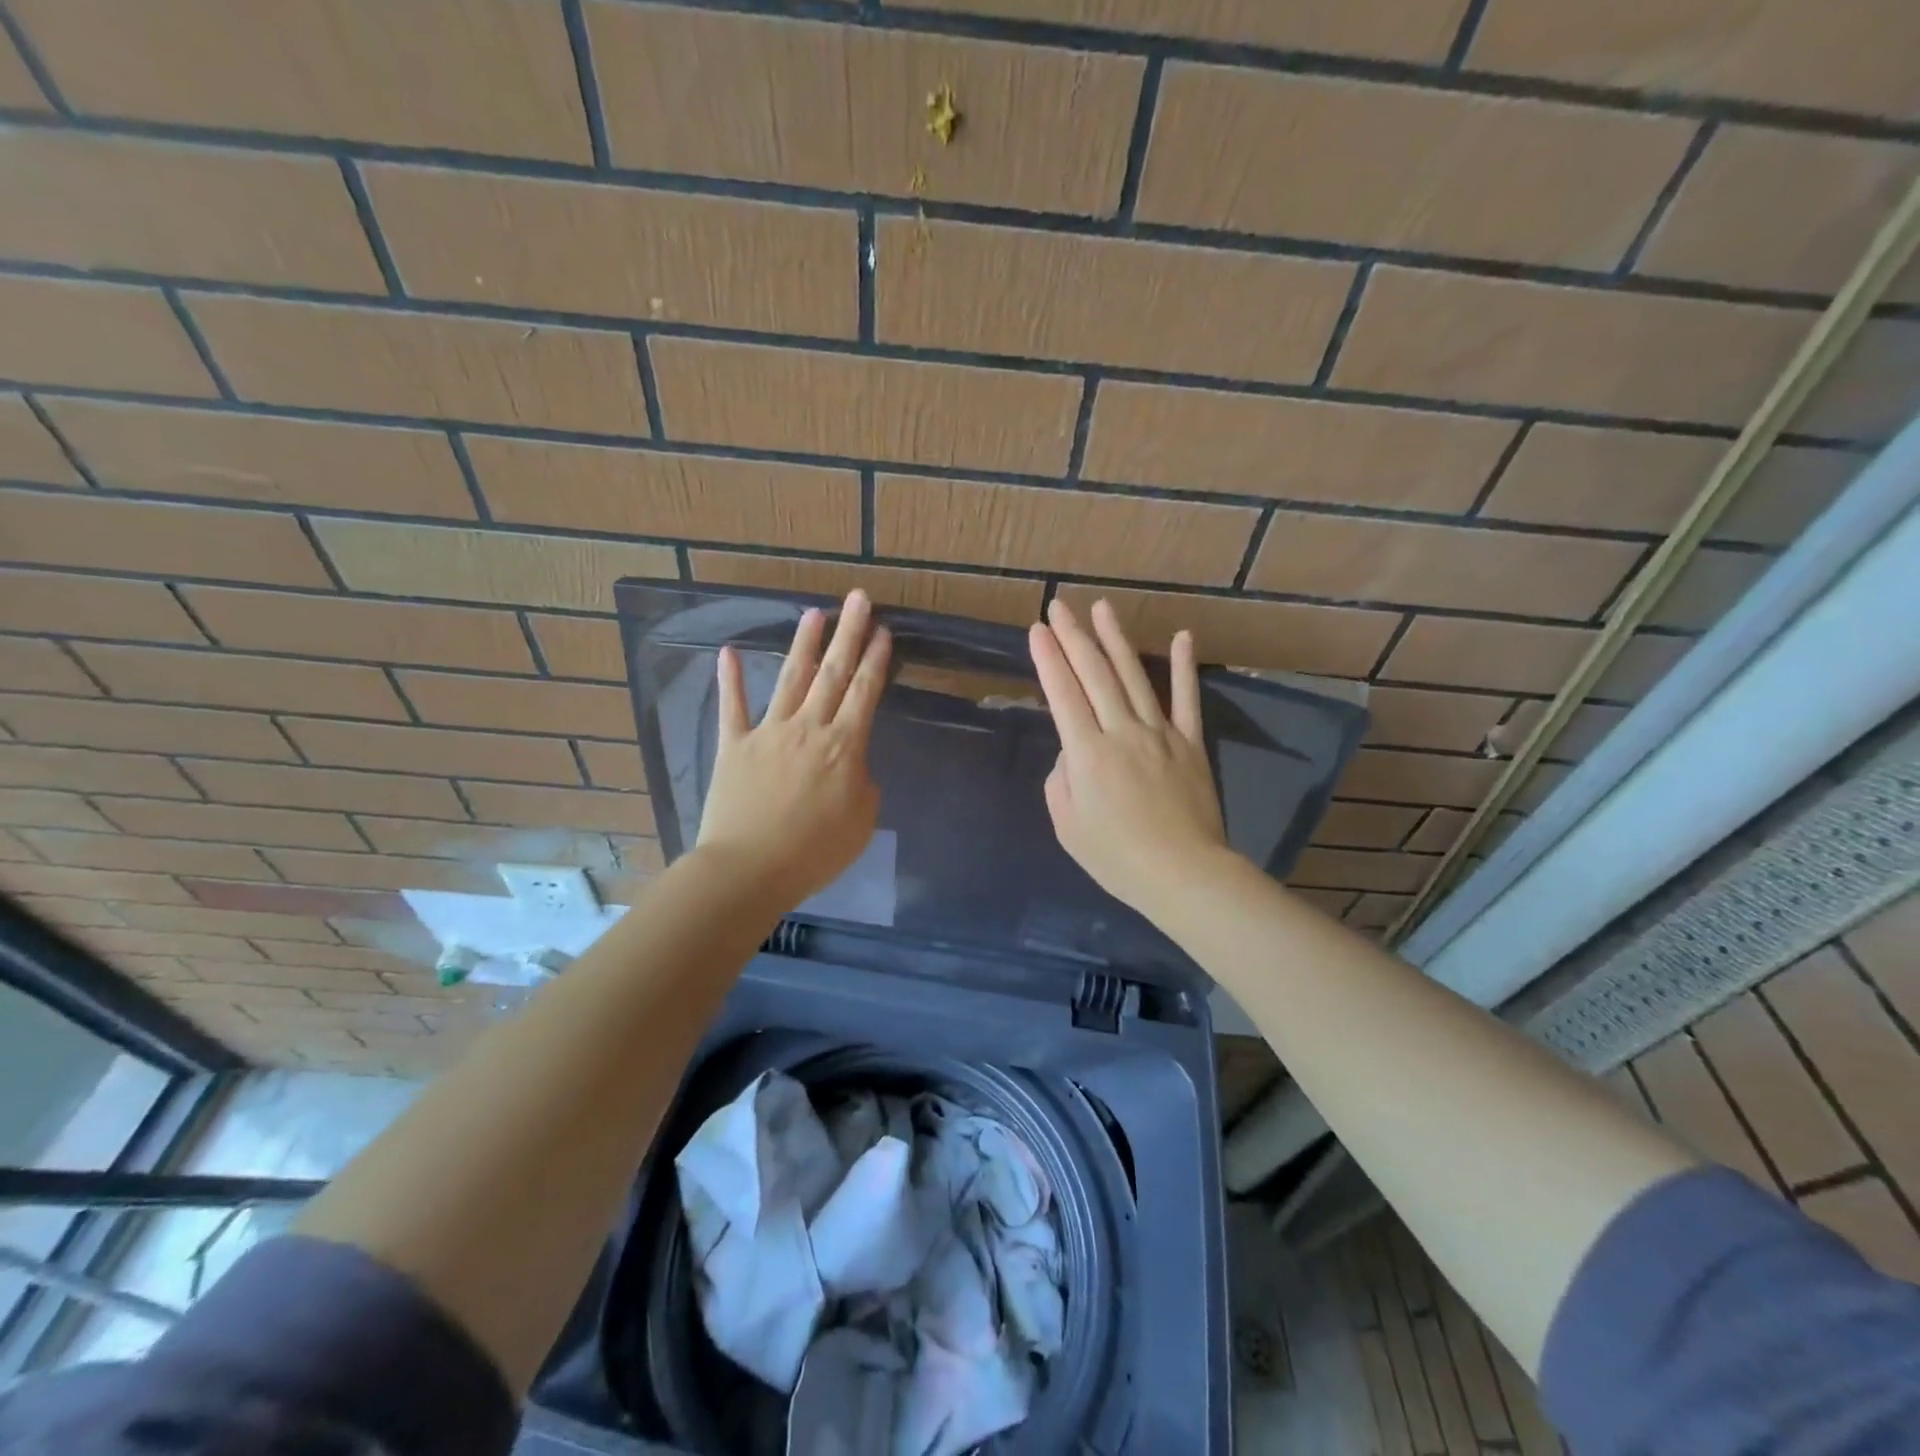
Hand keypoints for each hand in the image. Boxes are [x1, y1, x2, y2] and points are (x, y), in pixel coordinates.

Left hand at [697, 591, 890, 907]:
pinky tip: (729, 651)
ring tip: (814, 613)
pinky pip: (732, 706)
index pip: (864, 692)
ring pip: (790, 679)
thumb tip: (853, 765)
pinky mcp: (733, 745)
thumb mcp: (861, 822)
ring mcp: (768, 732)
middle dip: (848, 633)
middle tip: (858, 599)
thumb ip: (863, 785)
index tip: (883, 630)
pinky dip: (731, 678)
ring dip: (804, 644)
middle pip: (833, 673)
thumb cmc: (814, 853)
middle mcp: (809, 728)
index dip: (876, 660)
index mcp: (844, 747)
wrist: (749, 869)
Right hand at [1029, 598, 1233, 924]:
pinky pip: (1186, 699)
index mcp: (1087, 753)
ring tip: (1102, 608)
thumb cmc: (1116, 857)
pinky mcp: (1190, 743)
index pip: (1063, 694)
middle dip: (1073, 637)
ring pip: (1134, 677)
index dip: (1048, 659)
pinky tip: (1182, 636)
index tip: (1037, 630)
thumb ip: (1061, 780)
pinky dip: (1184, 667)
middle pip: (1094, 675)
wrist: (1182, 874)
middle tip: (1059, 606)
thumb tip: (1073, 752)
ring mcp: (1160, 733)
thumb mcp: (1067, 825)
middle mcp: (1122, 731)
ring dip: (1116, 639)